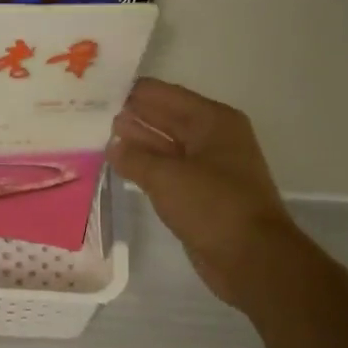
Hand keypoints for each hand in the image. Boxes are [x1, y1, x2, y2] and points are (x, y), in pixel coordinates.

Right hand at [107, 79, 303, 306]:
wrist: (252, 259)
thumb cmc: (213, 205)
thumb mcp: (167, 177)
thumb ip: (135, 158)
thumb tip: (114, 144)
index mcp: (213, 121)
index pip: (167, 95)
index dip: (135, 92)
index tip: (102, 88)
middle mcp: (214, 138)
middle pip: (168, 118)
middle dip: (135, 115)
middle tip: (95, 111)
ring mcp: (210, 167)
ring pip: (167, 146)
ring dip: (139, 142)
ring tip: (103, 135)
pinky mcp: (203, 194)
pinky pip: (170, 172)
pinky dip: (148, 167)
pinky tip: (123, 165)